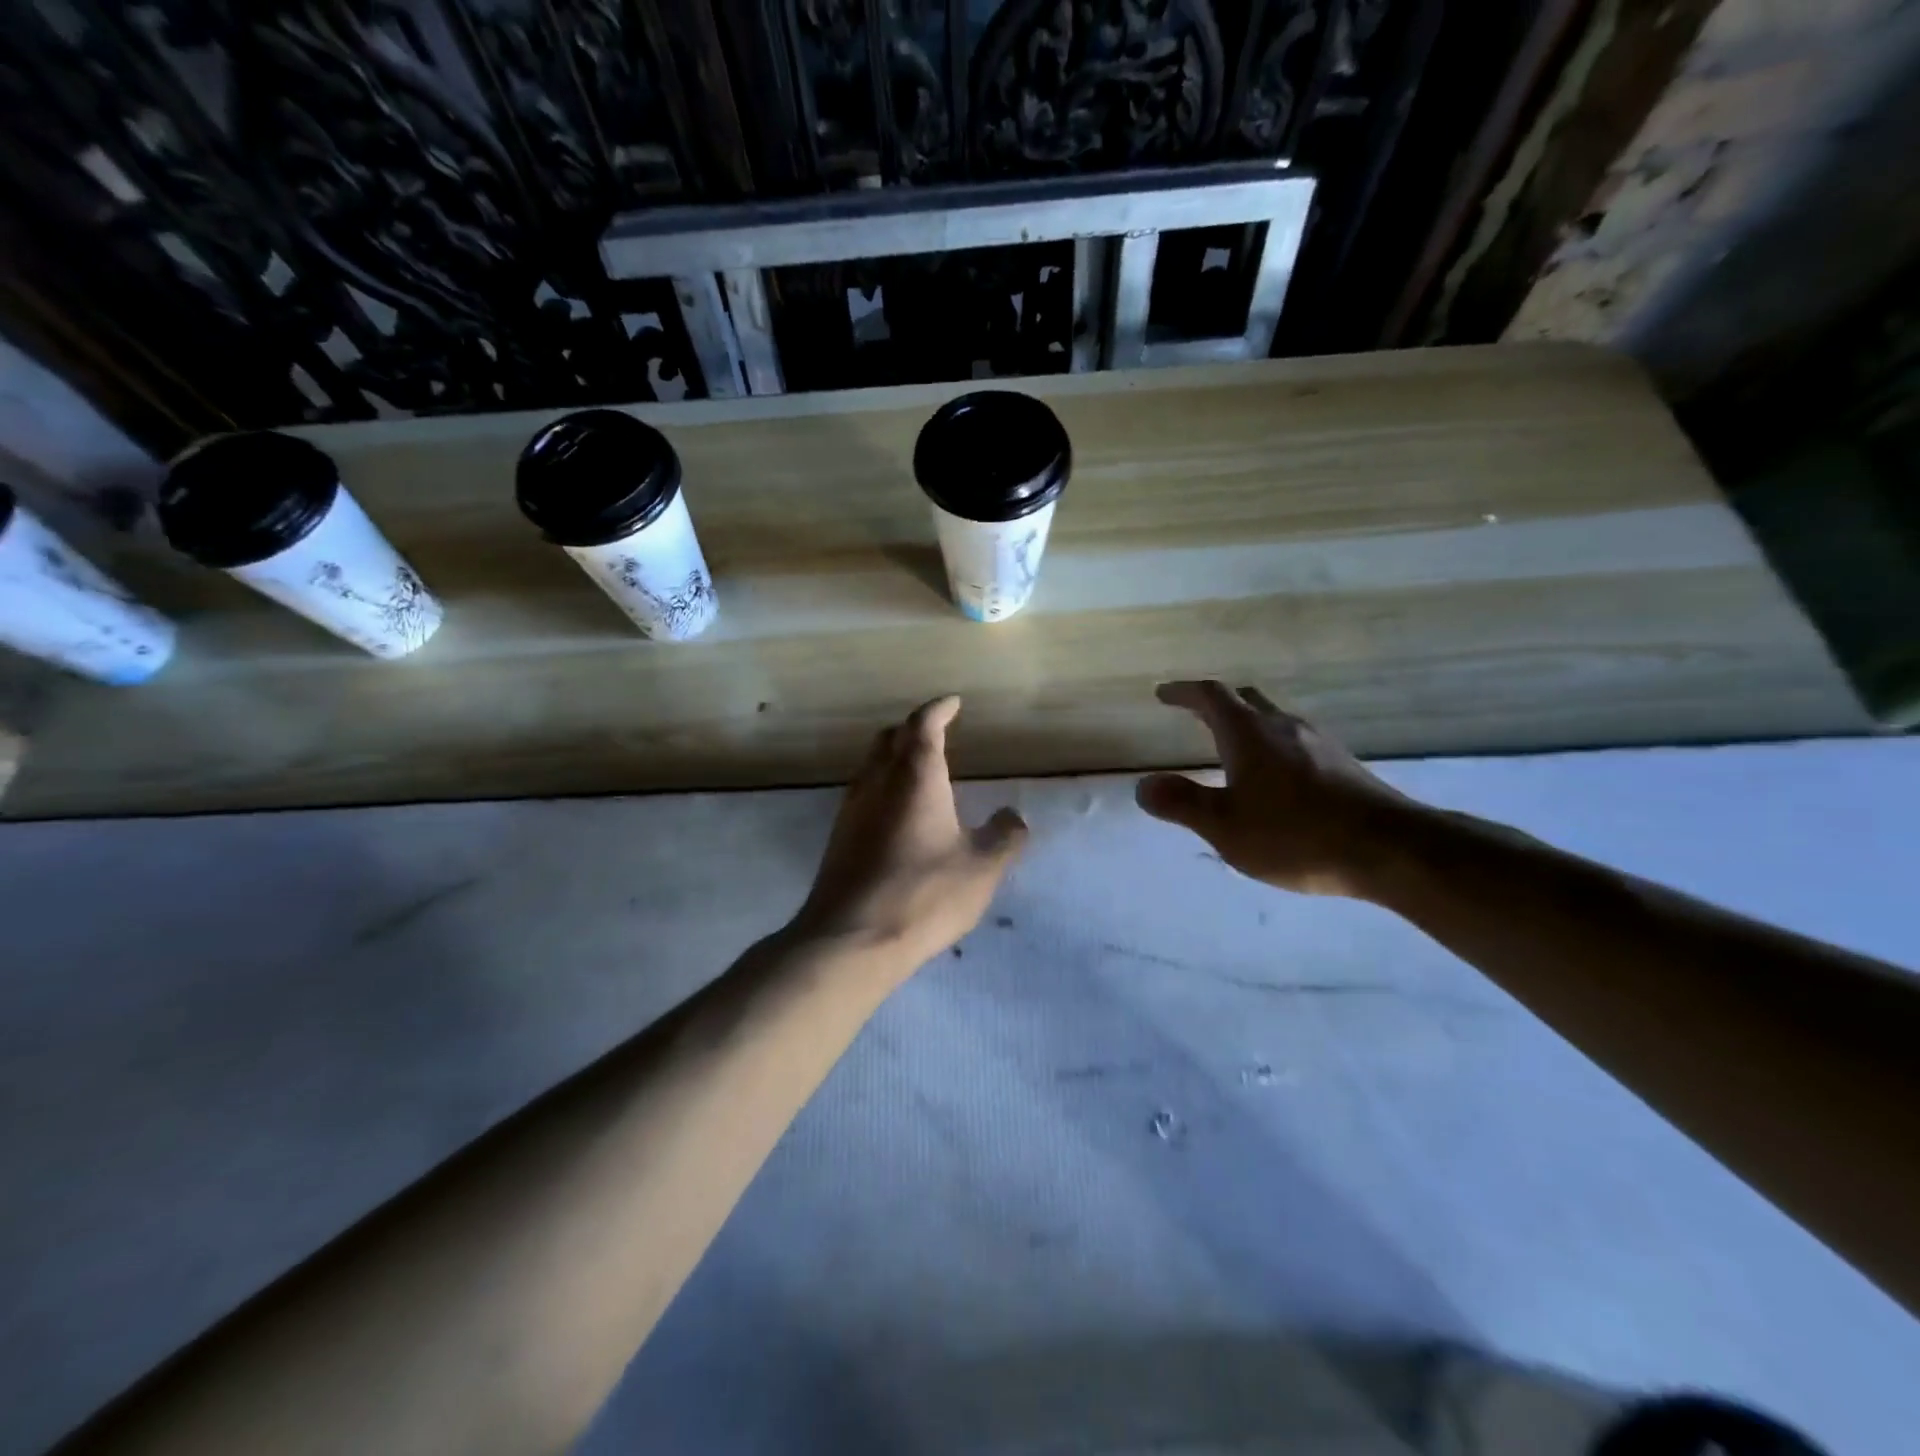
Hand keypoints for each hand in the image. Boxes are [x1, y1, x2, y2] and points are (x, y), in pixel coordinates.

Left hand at [794, 696, 1028, 974]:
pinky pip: (862, 795)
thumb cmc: (924, 894)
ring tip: (918, 772)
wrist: (851, 939)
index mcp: (915, 777)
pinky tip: (897, 815)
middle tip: (935, 733)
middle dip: (912, 729)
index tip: (952, 703)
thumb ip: (1004, 837)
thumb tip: (1014, 816)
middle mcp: (877, 782)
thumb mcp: (981, 868)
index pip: (923, 725)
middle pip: (889, 738)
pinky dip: (882, 787)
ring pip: (871, 766)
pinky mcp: (838, 838)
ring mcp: (851, 810)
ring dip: (893, 758)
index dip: (938, 709)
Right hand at [1136, 681, 1412, 897]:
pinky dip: (1271, 745)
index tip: (1164, 693)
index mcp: (1250, 734)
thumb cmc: (1296, 835)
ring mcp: (1318, 743)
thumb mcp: (1225, 826)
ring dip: (1247, 723)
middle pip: (1246, 699)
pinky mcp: (1342, 765)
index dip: (1184, 692)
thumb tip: (1142, 785)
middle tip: (1193, 712)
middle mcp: (1284, 727)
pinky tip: (1275, 776)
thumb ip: (1181, 802)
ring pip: (1274, 719)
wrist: (1390, 850)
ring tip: (1231, 744)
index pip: (1211, 696)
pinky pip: (1295, 741)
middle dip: (1216, 702)